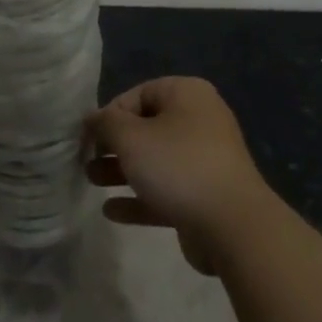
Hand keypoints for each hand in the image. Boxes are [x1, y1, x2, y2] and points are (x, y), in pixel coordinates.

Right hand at [85, 77, 271, 274]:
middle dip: (113, 146)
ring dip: (122, 171)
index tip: (88, 138)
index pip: (137, 95)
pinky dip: (140, 198)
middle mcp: (199, 120)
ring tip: (92, 182)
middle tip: (87, 161)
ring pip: (155, 161)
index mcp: (187, 95)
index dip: (109, 115)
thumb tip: (92, 117)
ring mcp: (205, 160)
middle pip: (146, 128)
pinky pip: (166, 190)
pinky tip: (112, 211)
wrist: (233, 226)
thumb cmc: (178, 166)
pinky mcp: (205, 196)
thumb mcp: (131, 138)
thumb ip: (105, 124)